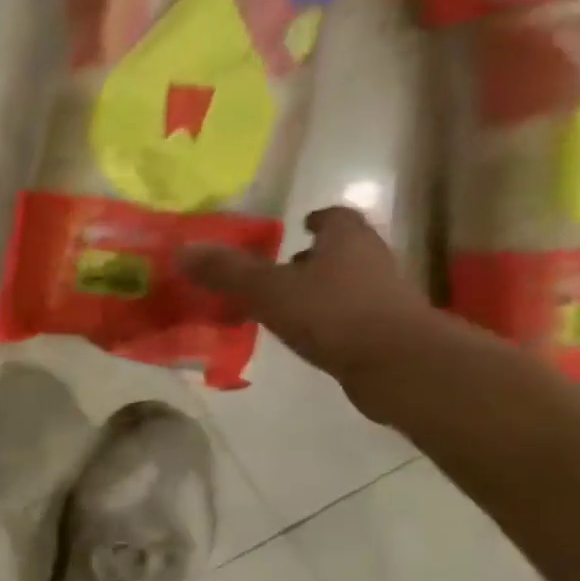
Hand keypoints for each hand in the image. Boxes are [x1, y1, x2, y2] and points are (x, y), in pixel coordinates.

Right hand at [180, 207, 449, 399]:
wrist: (397, 363)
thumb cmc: (332, 313)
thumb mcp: (267, 289)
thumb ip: (226, 271)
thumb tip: (182, 250)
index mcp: (346, 240)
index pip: (336, 216)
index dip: (317, 218)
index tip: (299, 224)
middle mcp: (371, 260)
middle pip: (341, 250)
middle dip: (312, 256)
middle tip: (279, 268)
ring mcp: (383, 297)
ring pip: (345, 283)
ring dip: (318, 289)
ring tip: (283, 305)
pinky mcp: (385, 330)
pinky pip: (349, 316)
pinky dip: (326, 319)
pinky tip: (303, 336)